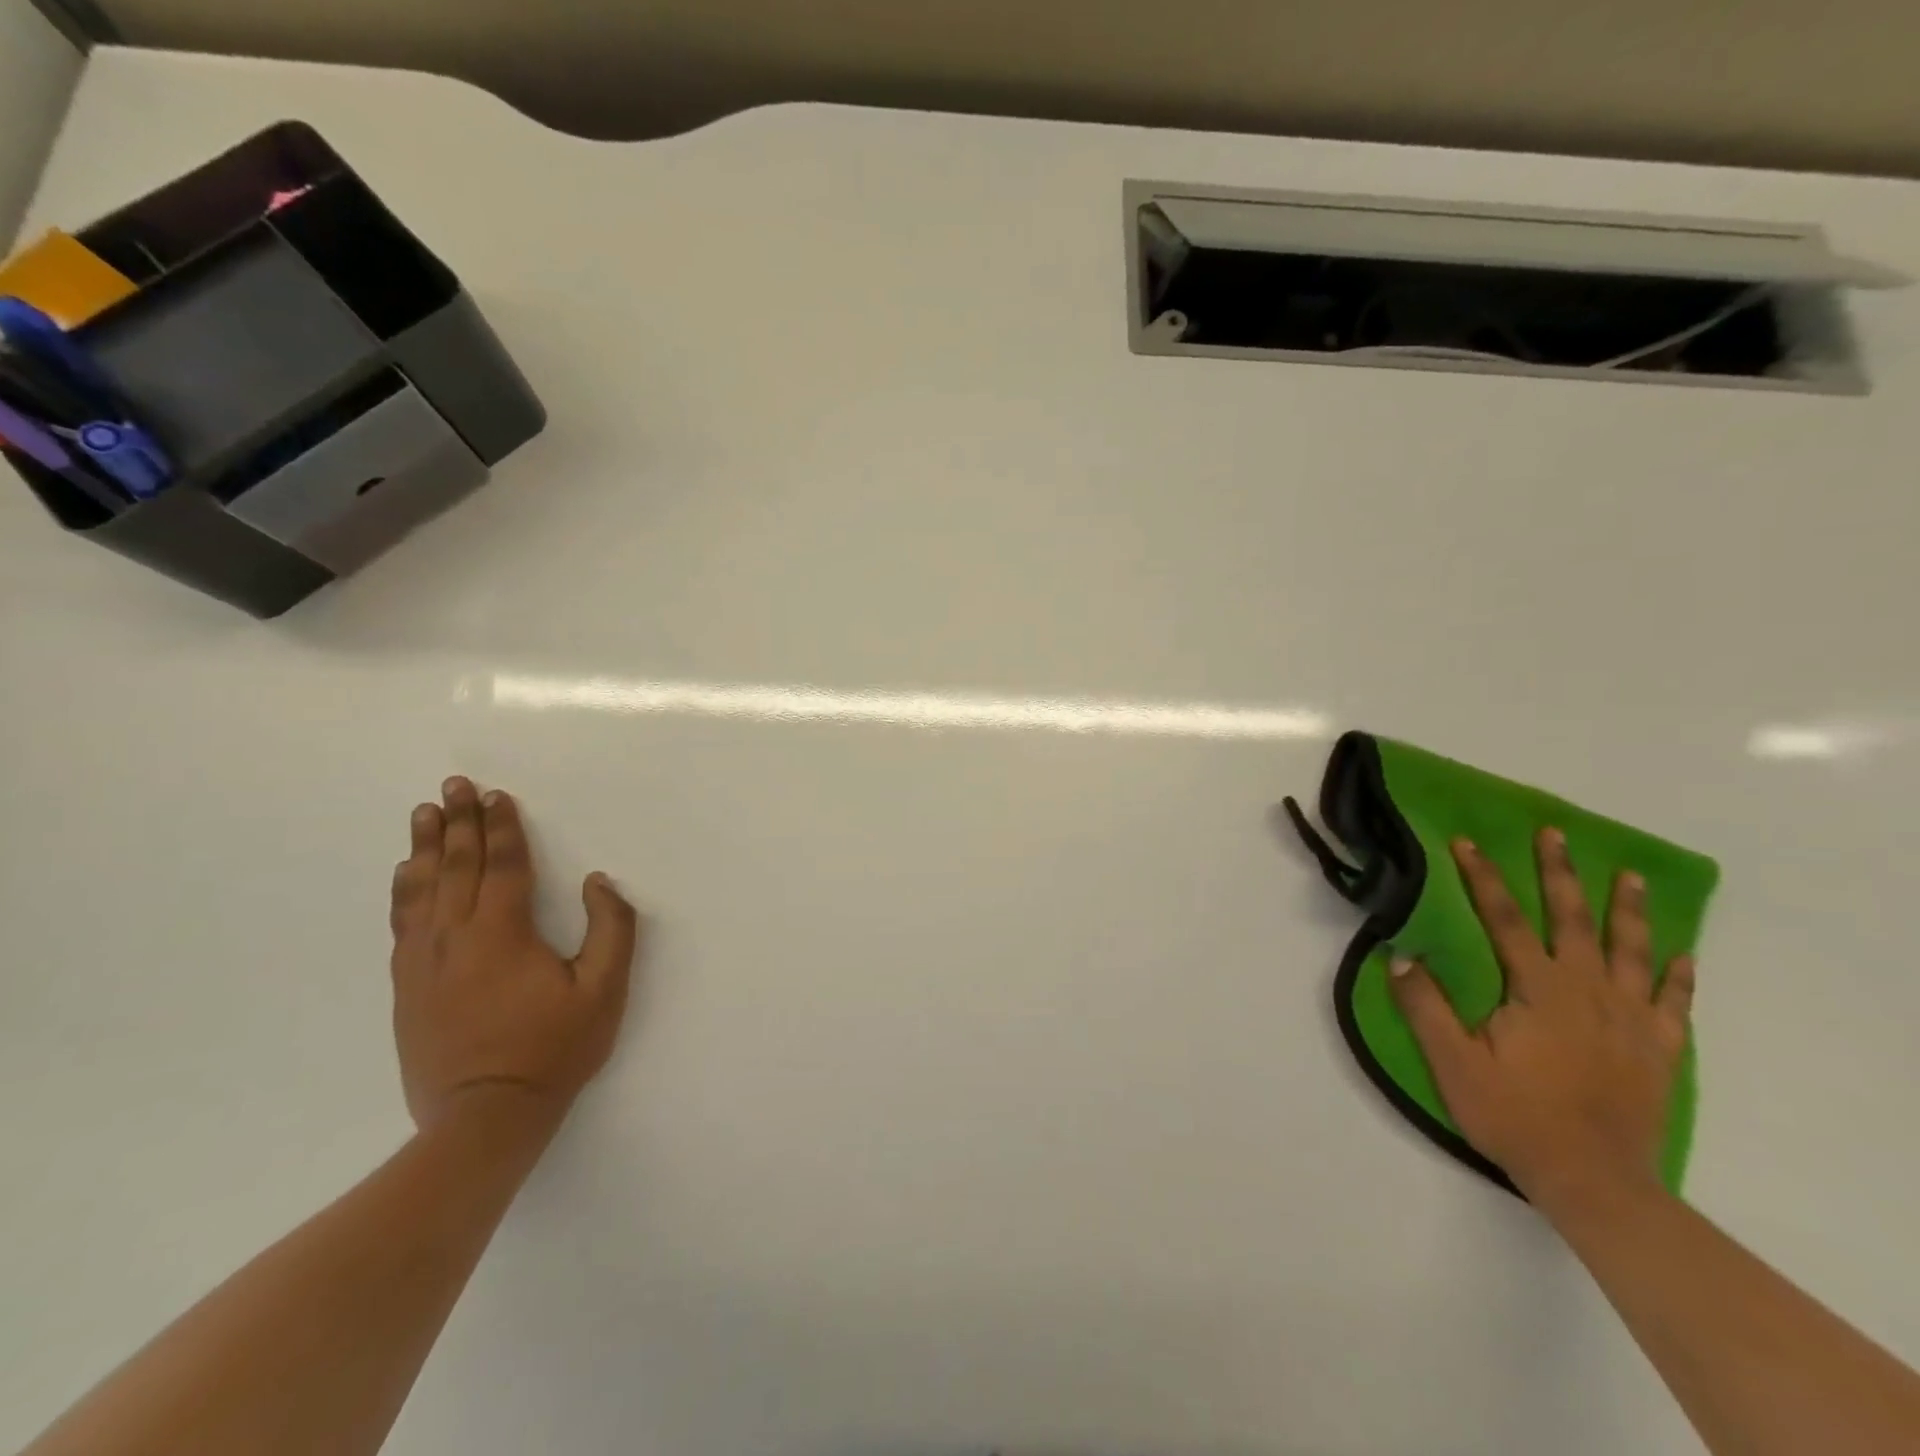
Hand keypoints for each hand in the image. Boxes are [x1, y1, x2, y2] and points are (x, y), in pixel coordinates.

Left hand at [390, 777, 640, 1131]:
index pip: (504, 865)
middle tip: (453, 784)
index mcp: (503, 933)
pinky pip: (402, 923)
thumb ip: (611, 929)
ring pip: (421, 889)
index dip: (503, 828)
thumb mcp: (604, 991)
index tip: (498, 796)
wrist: (483, 1119)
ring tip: (423, 813)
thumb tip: (599, 882)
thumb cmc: (553, 1050)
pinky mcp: (408, 986)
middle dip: (457, 822)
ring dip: (425, 847)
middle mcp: (455, 937)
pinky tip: (405, 874)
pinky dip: (404, 889)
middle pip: (456, 866)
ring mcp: (424, 962)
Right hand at [1389, 827, 1694, 1210]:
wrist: (1595, 1181)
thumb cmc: (1514, 1115)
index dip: (1483, 879)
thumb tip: (1401, 955)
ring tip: (1629, 877)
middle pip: (1575, 921)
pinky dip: (1678, 976)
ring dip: (1629, 910)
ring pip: (1632, 952)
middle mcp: (1589, 992)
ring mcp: (1631, 1021)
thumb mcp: (1452, 1062)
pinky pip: (1674, 1004)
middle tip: (1555, 835)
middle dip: (1561, 874)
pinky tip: (1682, 956)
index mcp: (1538, 990)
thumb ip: (1425, 1006)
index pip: (1506, 920)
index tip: (1466, 843)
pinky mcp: (1658, 1051)